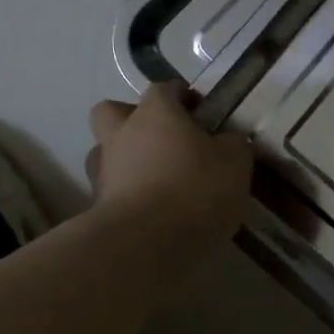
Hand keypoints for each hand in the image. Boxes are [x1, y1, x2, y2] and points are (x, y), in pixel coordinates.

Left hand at [86, 85, 252, 271]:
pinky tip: (155, 212)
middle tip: (164, 140)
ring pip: (108, 154)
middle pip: (114, 112)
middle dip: (134, 120)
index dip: (181, 96)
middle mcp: (121, 135)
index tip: (200, 111)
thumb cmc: (195, 190)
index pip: (164, 89)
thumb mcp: (235, 162)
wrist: (146, 244)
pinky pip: (114, 191)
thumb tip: (227, 142)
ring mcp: (104, 172)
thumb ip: (233, 145)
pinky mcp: (97, 208)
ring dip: (128, 161)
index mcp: (155, 114)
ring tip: (160, 182)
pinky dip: (130, 196)